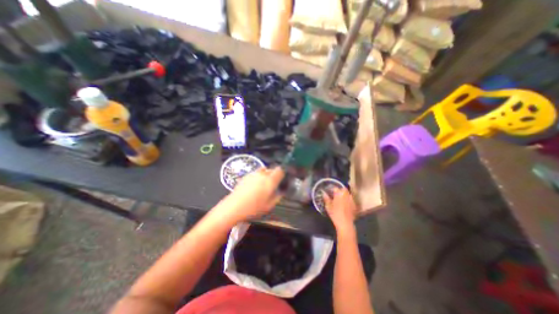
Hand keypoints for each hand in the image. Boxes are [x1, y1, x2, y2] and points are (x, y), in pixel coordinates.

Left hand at [220, 169, 285, 221]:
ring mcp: (253, 174)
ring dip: (265, 175)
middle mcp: (262, 174)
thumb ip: (278, 197)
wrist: (234, 206)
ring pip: (263, 170)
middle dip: (273, 175)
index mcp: (270, 180)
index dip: (282, 173)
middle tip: (272, 184)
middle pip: (271, 169)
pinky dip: (257, 177)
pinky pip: (255, 173)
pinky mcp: (246, 175)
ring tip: (262, 185)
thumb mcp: (269, 205)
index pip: (280, 170)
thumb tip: (281, 192)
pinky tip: (253, 186)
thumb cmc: (254, 208)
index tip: (281, 179)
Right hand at [324, 187, 358, 234]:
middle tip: (334, 195)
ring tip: (339, 199)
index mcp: (339, 193)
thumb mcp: (328, 206)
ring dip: (344, 195)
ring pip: (347, 194)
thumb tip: (323, 193)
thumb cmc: (335, 213)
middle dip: (339, 191)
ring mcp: (351, 199)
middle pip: (343, 189)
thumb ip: (326, 198)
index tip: (329, 192)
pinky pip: (350, 199)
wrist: (345, 223)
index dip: (332, 189)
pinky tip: (344, 204)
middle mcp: (346, 194)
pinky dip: (347, 200)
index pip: (335, 188)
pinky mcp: (354, 204)